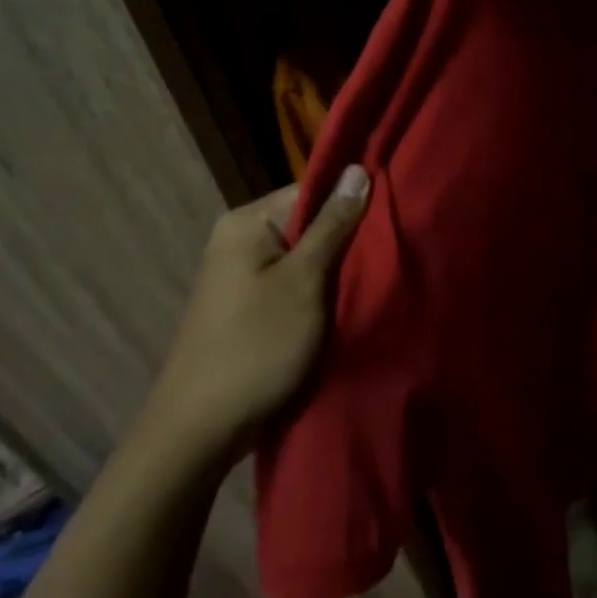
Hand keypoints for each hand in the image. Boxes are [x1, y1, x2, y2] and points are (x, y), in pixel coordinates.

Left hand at [132, 166, 369, 468]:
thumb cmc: (257, 346)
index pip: (312, 190)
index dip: (354, 201)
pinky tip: (348, 301)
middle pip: (309, 223)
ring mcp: (241, 275)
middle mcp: (239, 239)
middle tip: (392, 251)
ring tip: (378, 276)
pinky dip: (320, 291)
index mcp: (247, 222)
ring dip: (337, 268)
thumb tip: (356, 169)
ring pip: (305, 256)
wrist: (202, 428)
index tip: (395, 216)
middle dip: (348, 238)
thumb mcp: (304, 282)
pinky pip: (294, 283)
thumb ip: (333, 225)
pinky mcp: (249, 305)